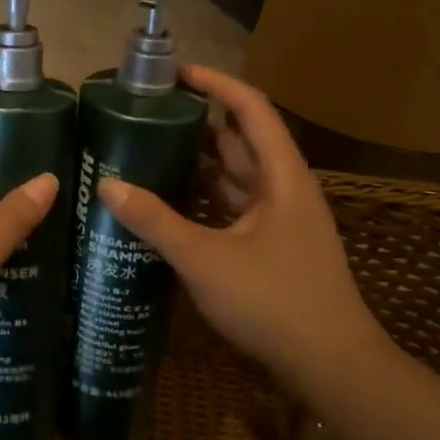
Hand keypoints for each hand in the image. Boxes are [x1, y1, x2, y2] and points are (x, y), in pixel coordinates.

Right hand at [97, 65, 389, 388]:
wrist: (332, 365)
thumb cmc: (275, 301)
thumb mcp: (206, 259)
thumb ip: (156, 221)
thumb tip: (108, 184)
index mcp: (281, 175)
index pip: (250, 108)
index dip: (216, 83)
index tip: (176, 73)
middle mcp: (284, 188)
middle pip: (239, 140)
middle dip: (196, 126)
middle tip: (146, 119)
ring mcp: (280, 218)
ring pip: (235, 177)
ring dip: (198, 165)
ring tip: (147, 156)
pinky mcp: (273, 245)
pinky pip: (233, 208)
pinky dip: (204, 200)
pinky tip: (169, 206)